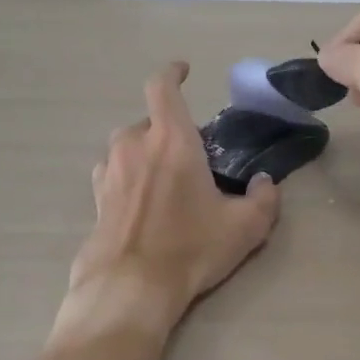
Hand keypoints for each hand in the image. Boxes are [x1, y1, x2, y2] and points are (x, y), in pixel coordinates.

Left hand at [63, 62, 280, 332]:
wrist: (130, 288)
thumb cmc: (191, 248)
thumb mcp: (246, 226)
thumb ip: (264, 198)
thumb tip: (263, 182)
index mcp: (171, 140)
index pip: (162, 87)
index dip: (172, 73)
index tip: (184, 71)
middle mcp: (134, 146)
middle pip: (148, 121)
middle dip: (168, 130)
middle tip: (189, 156)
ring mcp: (108, 172)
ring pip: (127, 147)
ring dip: (145, 153)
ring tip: (165, 180)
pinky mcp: (95, 200)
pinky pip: (112, 174)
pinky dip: (128, 177)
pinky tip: (142, 202)